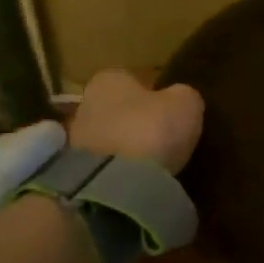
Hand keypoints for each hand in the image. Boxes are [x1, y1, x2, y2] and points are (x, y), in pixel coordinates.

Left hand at [66, 69, 203, 174]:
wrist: (116, 184)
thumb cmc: (152, 129)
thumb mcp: (186, 103)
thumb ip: (182, 95)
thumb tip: (179, 99)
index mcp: (109, 79)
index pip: (132, 78)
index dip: (154, 92)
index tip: (171, 108)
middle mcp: (86, 104)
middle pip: (118, 109)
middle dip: (138, 120)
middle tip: (165, 135)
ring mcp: (78, 141)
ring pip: (111, 137)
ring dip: (129, 146)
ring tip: (155, 161)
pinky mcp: (77, 173)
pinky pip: (107, 165)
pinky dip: (122, 169)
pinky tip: (141, 178)